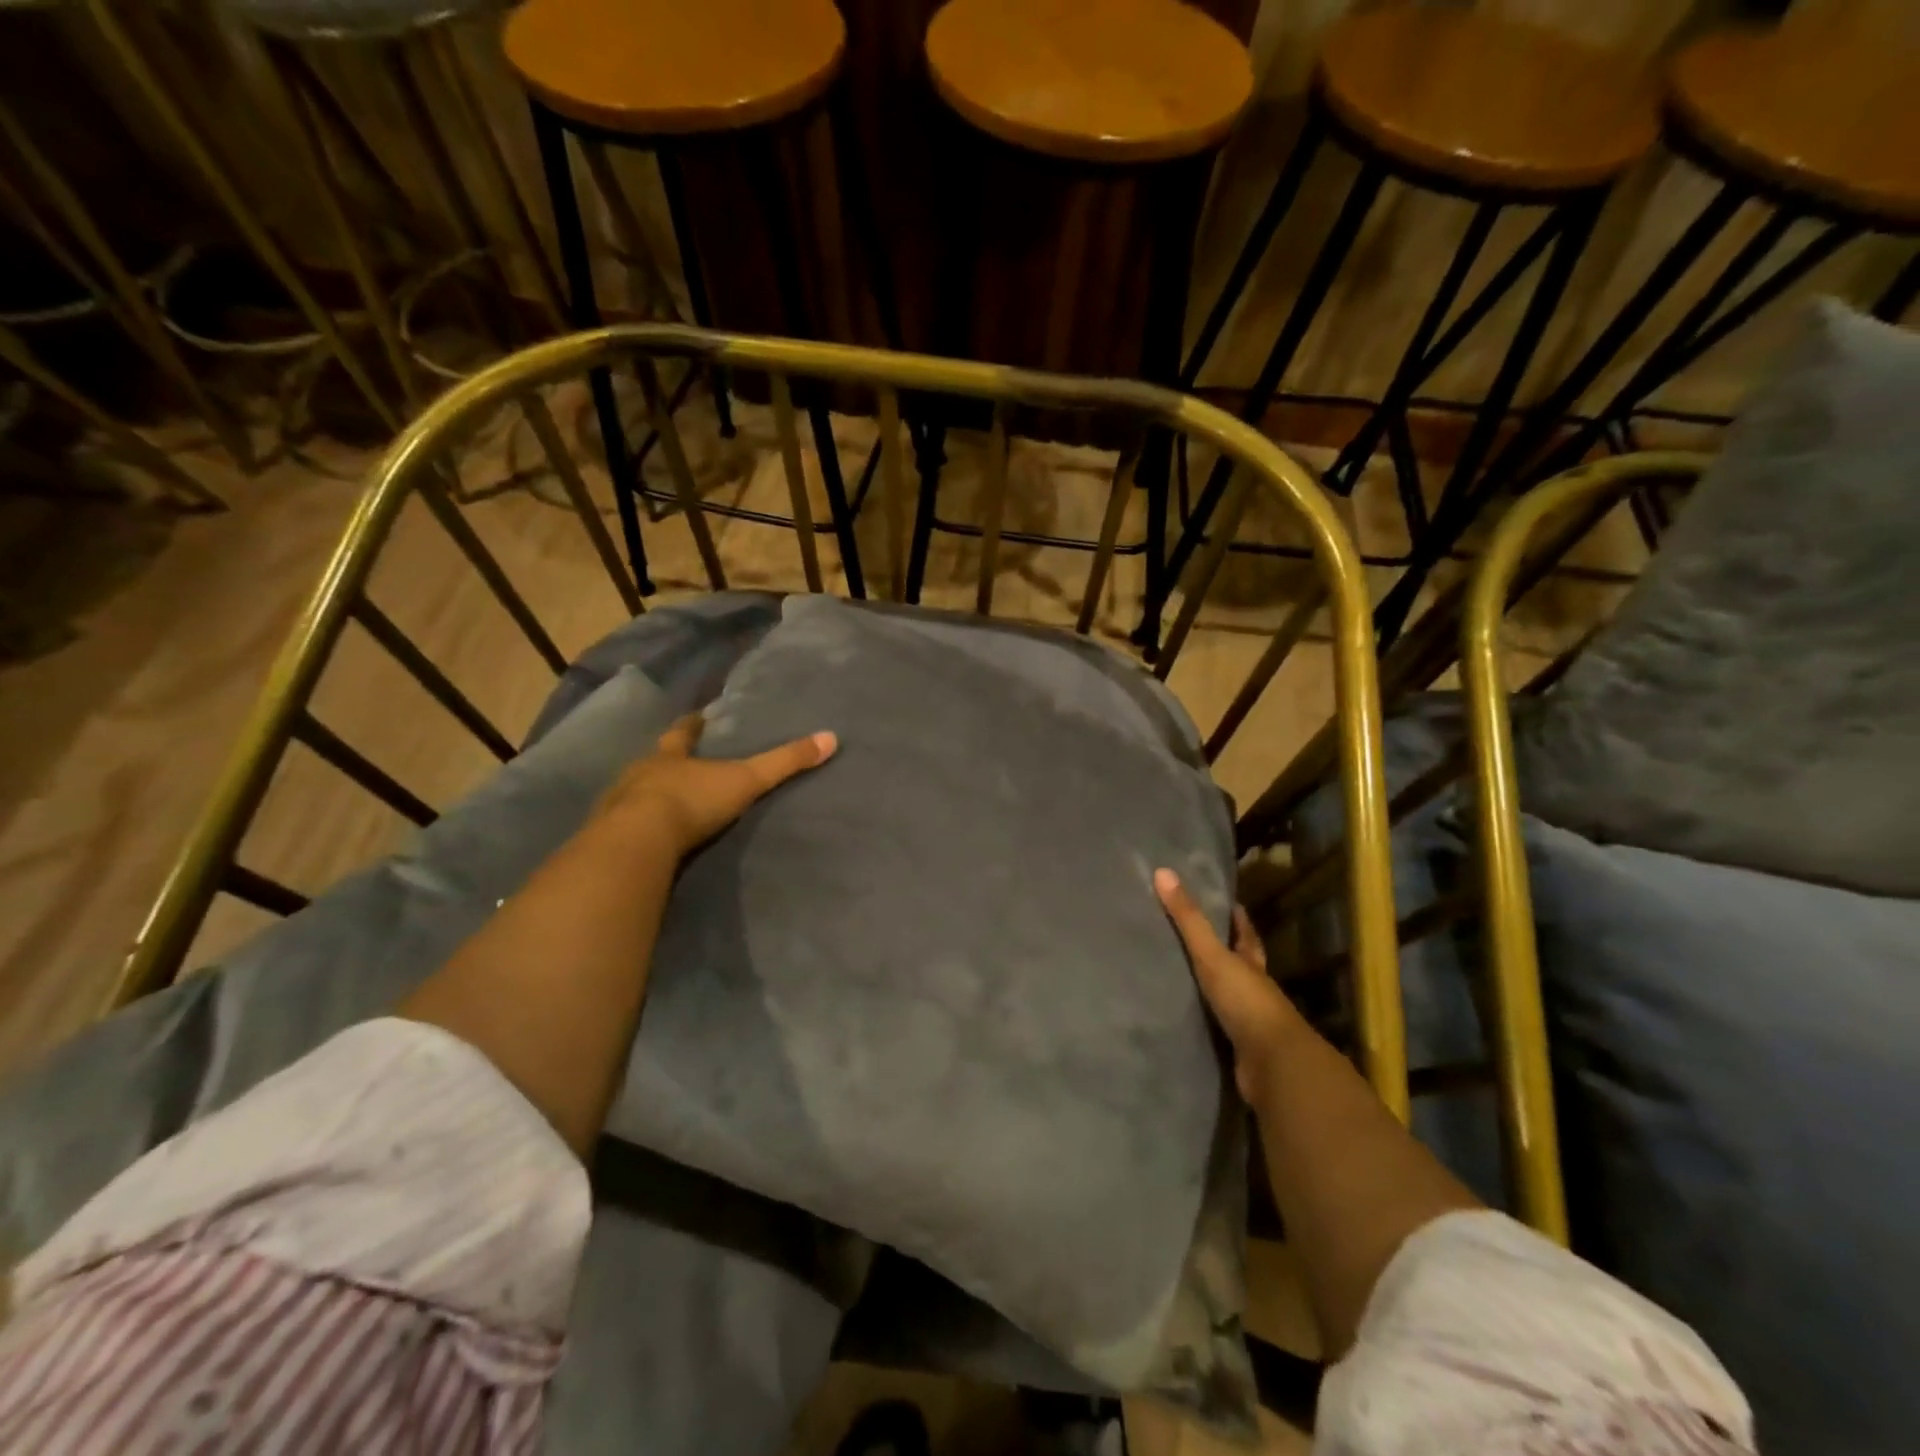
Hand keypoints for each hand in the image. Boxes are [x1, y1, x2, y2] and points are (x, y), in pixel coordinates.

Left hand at [598, 715, 836, 857]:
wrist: (638, 841)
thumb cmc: (692, 801)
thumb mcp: (746, 780)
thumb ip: (784, 762)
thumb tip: (830, 738)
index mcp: (670, 756)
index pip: (682, 733)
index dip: (691, 725)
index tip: (696, 716)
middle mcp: (640, 773)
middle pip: (653, 760)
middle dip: (665, 760)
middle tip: (676, 761)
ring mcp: (618, 803)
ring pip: (633, 792)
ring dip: (645, 794)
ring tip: (659, 801)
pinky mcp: (607, 835)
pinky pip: (621, 826)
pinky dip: (632, 828)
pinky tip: (641, 838)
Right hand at [1154, 868, 1300, 1103]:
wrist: (1273, 1065)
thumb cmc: (1246, 1001)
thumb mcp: (1213, 955)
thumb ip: (1189, 919)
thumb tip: (1163, 872)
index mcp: (1251, 963)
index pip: (1246, 934)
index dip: (1238, 918)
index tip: (1228, 902)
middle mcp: (1253, 988)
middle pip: (1240, 964)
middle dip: (1224, 951)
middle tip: (1195, 935)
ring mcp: (1247, 1020)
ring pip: (1227, 996)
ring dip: (1209, 987)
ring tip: (1179, 975)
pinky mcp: (1236, 1047)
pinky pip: (1215, 1026)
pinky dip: (1202, 1019)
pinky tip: (1183, 1016)